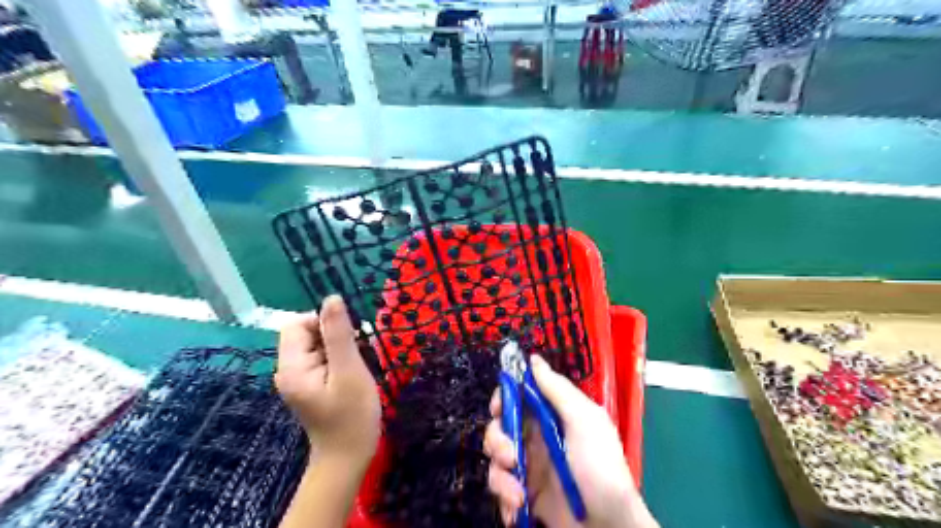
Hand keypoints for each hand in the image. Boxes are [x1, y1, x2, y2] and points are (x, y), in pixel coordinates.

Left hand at [277, 297, 380, 465]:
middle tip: (359, 352)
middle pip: (306, 333)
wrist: (349, 458)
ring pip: (317, 345)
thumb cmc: (352, 416)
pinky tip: (354, 372)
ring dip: (341, 346)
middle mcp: (289, 370)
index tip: (349, 336)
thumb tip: (332, 298)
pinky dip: (340, 358)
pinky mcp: (311, 385)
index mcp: (292, 367)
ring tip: (359, 364)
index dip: (323, 321)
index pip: (296, 324)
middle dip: (335, 334)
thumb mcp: (349, 370)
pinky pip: (323, 358)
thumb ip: (339, 333)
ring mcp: (299, 379)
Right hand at [485, 355, 655, 527]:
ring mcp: (530, 467)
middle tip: (511, 456)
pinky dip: (504, 499)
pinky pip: (501, 489)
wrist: (608, 525)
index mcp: (552, 416)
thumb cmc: (599, 466)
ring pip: (496, 459)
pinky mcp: (524, 495)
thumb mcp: (585, 421)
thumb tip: (534, 359)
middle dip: (497, 440)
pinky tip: (517, 508)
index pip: (518, 397)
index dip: (504, 398)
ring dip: (501, 475)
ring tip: (519, 494)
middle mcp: (537, 438)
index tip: (499, 408)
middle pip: (500, 426)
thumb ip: (558, 389)